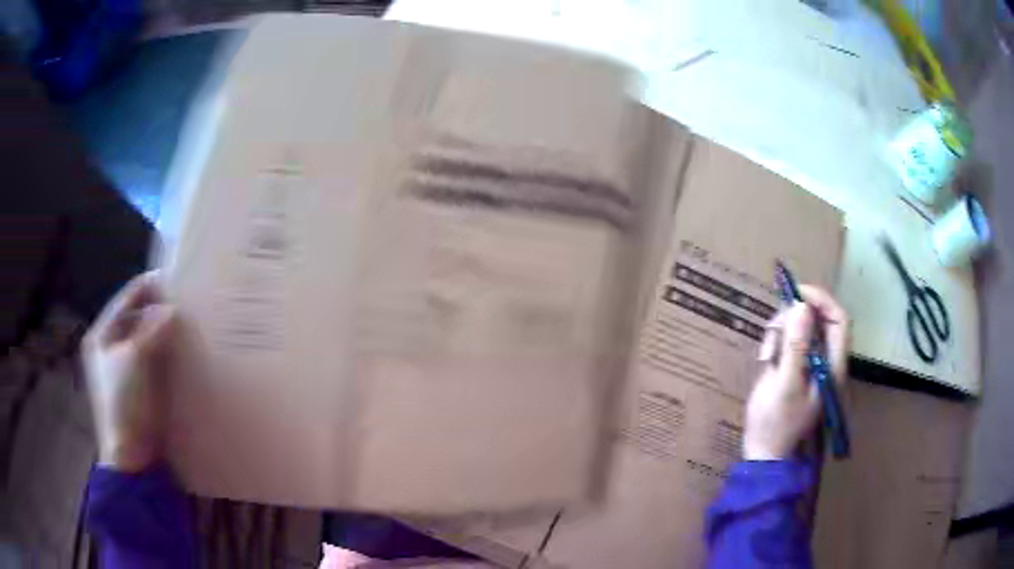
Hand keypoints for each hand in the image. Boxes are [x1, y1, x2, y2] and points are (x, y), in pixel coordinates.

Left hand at [82, 272, 176, 471]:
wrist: (133, 456)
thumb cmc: (124, 402)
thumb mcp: (135, 358)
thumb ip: (152, 328)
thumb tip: (171, 309)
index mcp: (102, 335)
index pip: (126, 299)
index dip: (148, 287)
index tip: (174, 277)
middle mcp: (111, 347)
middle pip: (136, 318)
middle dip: (158, 310)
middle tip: (184, 302)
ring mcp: (125, 369)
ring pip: (147, 339)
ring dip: (164, 332)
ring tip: (187, 322)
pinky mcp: (141, 387)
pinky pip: (155, 360)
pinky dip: (167, 353)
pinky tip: (183, 351)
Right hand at [743, 285, 848, 460]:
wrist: (763, 452)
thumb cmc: (776, 423)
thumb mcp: (785, 385)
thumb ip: (796, 347)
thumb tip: (801, 306)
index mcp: (832, 366)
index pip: (839, 320)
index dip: (821, 300)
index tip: (796, 294)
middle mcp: (826, 361)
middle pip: (819, 319)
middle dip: (795, 316)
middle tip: (773, 329)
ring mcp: (812, 364)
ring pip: (802, 327)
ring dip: (782, 330)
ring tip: (766, 353)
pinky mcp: (797, 367)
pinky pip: (791, 340)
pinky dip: (777, 341)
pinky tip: (766, 359)